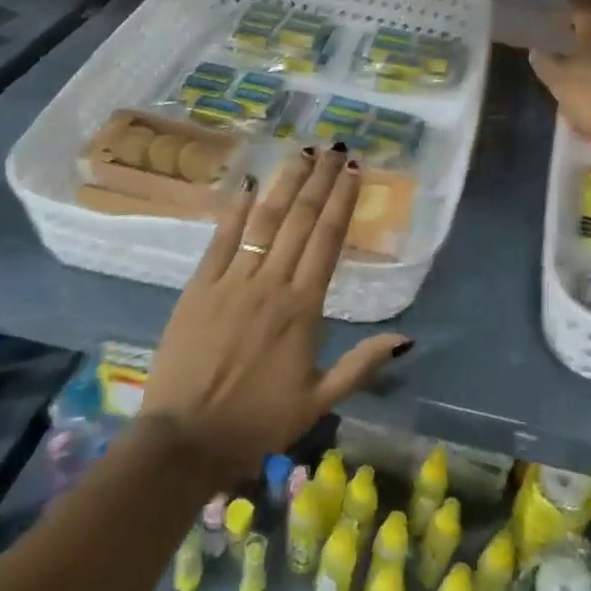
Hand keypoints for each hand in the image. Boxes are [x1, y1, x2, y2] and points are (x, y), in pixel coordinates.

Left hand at [141, 147, 410, 476]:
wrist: (183, 442)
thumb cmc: (256, 422)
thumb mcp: (318, 401)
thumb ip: (361, 365)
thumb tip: (407, 338)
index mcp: (303, 308)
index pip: (328, 239)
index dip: (342, 200)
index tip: (354, 170)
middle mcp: (271, 284)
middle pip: (301, 220)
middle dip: (319, 179)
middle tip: (333, 148)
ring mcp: (232, 281)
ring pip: (264, 221)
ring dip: (285, 184)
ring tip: (301, 152)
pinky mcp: (198, 287)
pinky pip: (221, 240)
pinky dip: (236, 211)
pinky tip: (250, 186)